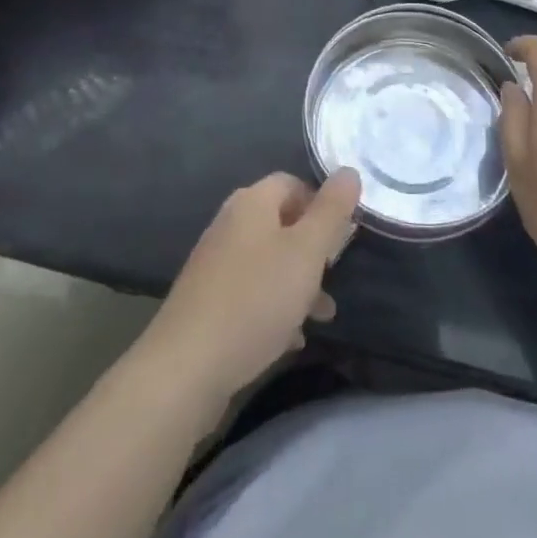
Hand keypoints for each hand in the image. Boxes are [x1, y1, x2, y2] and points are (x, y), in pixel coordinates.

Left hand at [141, 170, 359, 407]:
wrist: (187, 366)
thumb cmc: (255, 299)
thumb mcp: (306, 252)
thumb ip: (331, 211)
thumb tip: (349, 171)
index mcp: (252, 202)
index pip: (293, 183)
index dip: (321, 204)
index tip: (342, 237)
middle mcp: (230, 222)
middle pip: (281, 222)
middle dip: (312, 249)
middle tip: (334, 277)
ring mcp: (215, 261)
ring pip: (268, 260)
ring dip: (297, 283)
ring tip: (321, 316)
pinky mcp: (207, 299)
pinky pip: (250, 291)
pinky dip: (273, 306)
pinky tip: (289, 338)